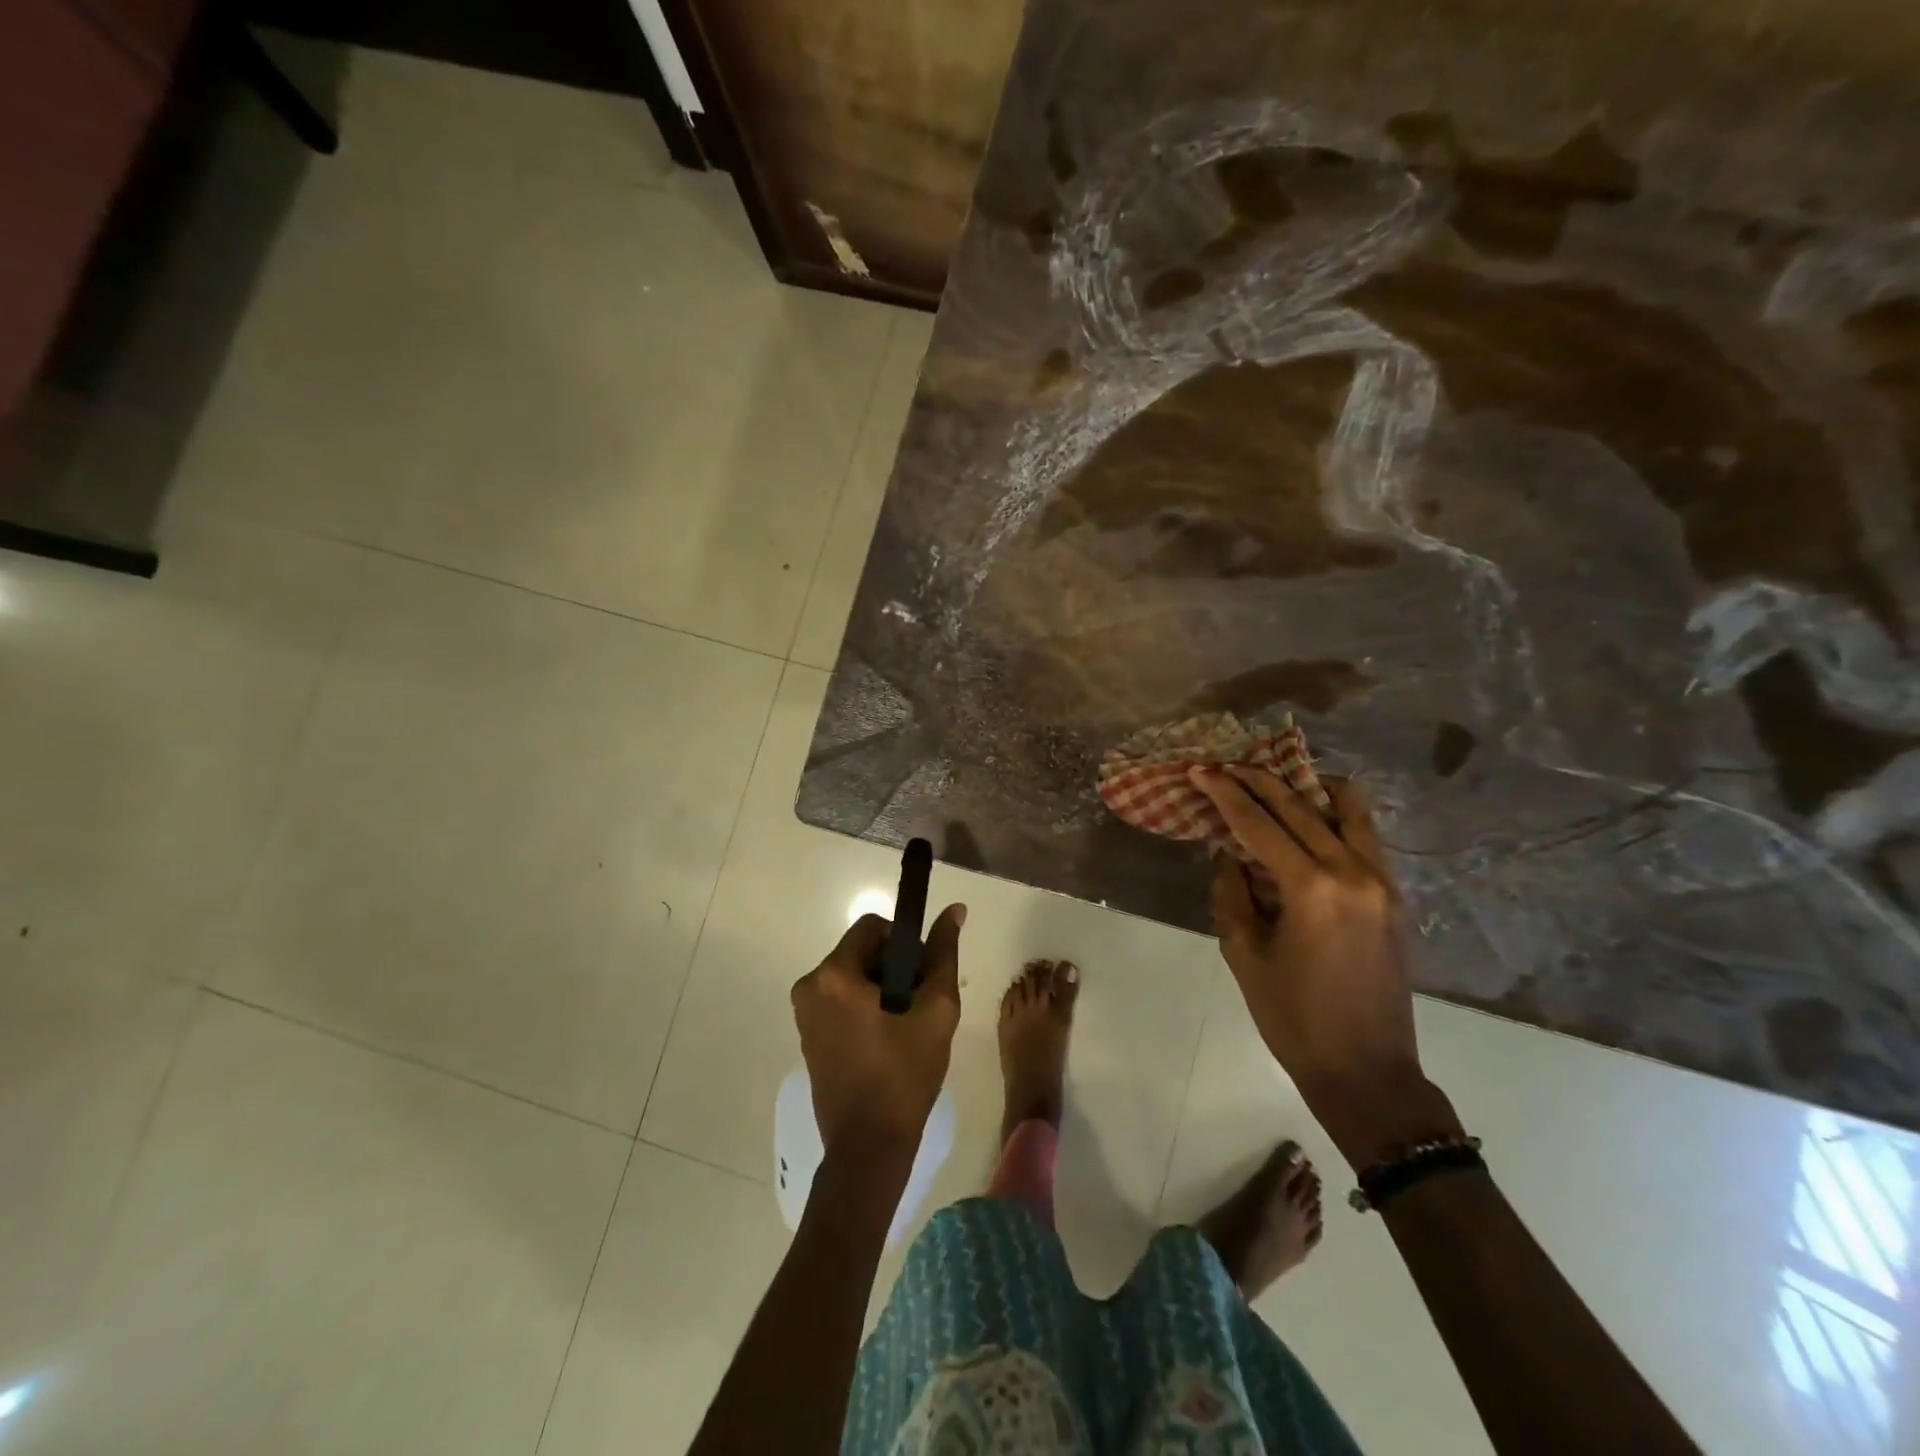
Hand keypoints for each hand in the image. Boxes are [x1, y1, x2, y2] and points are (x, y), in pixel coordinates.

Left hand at [791, 905, 966, 1161]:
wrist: (869, 1148)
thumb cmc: (904, 1077)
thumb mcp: (936, 1011)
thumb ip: (943, 955)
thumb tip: (954, 910)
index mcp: (834, 975)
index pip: (873, 927)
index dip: (905, 944)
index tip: (922, 977)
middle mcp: (810, 986)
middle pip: (861, 951)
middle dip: (894, 969)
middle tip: (918, 1006)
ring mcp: (804, 1012)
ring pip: (853, 976)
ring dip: (882, 989)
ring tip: (905, 1027)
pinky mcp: (807, 1034)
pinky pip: (840, 1000)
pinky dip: (865, 1007)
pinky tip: (886, 1040)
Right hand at [1192, 767, 1459, 1164]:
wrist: (1368, 1072)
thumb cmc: (1294, 1020)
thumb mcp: (1245, 956)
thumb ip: (1232, 894)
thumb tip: (1228, 853)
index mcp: (1312, 890)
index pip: (1260, 824)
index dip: (1225, 794)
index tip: (1200, 770)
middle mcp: (1353, 873)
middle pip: (1300, 807)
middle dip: (1257, 781)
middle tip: (1225, 766)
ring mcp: (1383, 882)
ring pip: (1348, 810)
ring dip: (1307, 788)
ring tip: (1275, 780)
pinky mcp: (1395, 896)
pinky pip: (1366, 836)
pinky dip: (1337, 814)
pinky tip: (1312, 816)